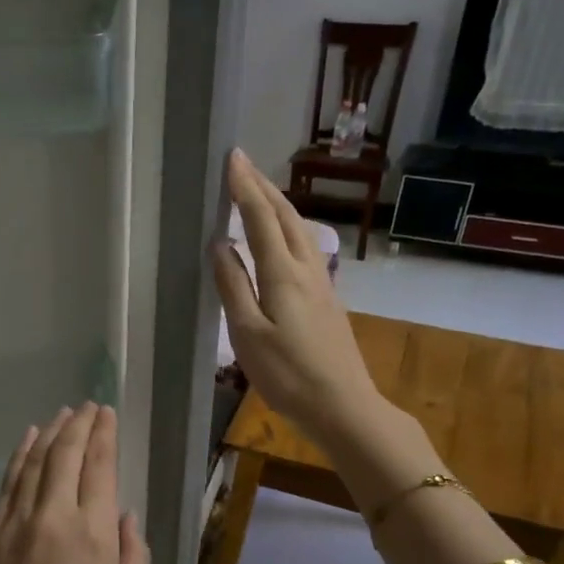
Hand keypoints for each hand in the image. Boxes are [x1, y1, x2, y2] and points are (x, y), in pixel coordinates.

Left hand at [0, 403, 149, 563]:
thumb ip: (132, 557)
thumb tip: (125, 517)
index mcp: (92, 535)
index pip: (99, 467)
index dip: (103, 435)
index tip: (106, 413)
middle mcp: (52, 517)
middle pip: (64, 455)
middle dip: (78, 426)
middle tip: (88, 407)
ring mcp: (13, 524)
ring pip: (33, 463)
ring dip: (49, 434)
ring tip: (61, 415)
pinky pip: (7, 485)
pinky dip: (19, 458)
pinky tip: (27, 443)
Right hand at [212, 149, 389, 448]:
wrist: (343, 406)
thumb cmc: (288, 375)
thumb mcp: (248, 335)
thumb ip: (234, 287)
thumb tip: (220, 246)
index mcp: (283, 275)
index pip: (261, 219)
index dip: (245, 188)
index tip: (232, 158)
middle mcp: (306, 270)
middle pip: (286, 217)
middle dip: (263, 187)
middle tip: (243, 164)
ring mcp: (322, 284)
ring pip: (300, 231)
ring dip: (279, 205)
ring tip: (259, 191)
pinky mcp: (327, 299)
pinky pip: (305, 248)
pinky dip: (288, 228)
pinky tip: (282, 237)